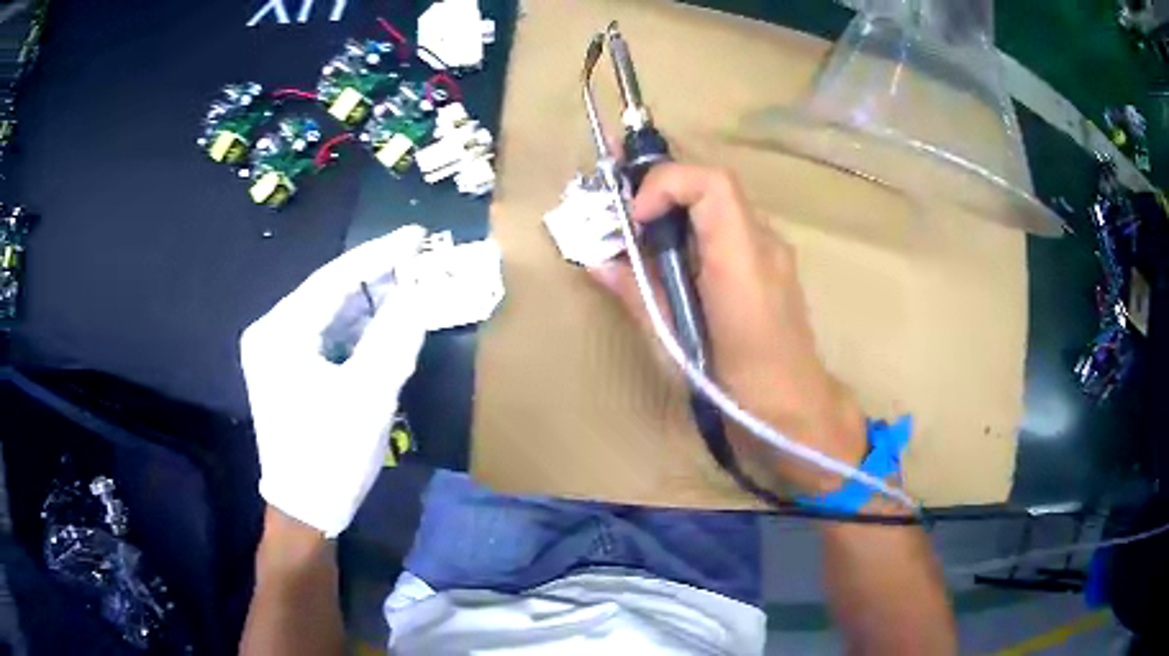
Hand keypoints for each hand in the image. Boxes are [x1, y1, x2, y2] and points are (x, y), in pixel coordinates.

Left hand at [241, 225, 427, 536]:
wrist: (305, 509)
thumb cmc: (331, 456)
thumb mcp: (368, 396)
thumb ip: (394, 337)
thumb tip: (420, 293)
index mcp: (279, 333)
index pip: (333, 280)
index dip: (378, 255)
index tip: (415, 235)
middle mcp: (270, 333)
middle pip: (328, 293)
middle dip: (375, 279)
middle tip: (418, 262)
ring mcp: (275, 352)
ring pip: (328, 314)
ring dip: (368, 304)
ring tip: (409, 288)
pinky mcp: (286, 371)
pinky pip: (325, 337)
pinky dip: (356, 330)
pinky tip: (384, 324)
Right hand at [590, 165, 866, 494]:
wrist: (793, 409)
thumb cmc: (736, 383)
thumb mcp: (678, 341)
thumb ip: (639, 293)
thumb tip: (598, 263)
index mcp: (742, 260)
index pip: (711, 184)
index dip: (666, 183)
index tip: (636, 217)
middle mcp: (764, 243)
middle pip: (712, 187)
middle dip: (662, 188)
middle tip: (623, 207)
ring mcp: (773, 252)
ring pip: (720, 206)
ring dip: (678, 208)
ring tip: (643, 233)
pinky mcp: (772, 266)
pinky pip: (730, 229)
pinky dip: (697, 229)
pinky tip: (678, 260)